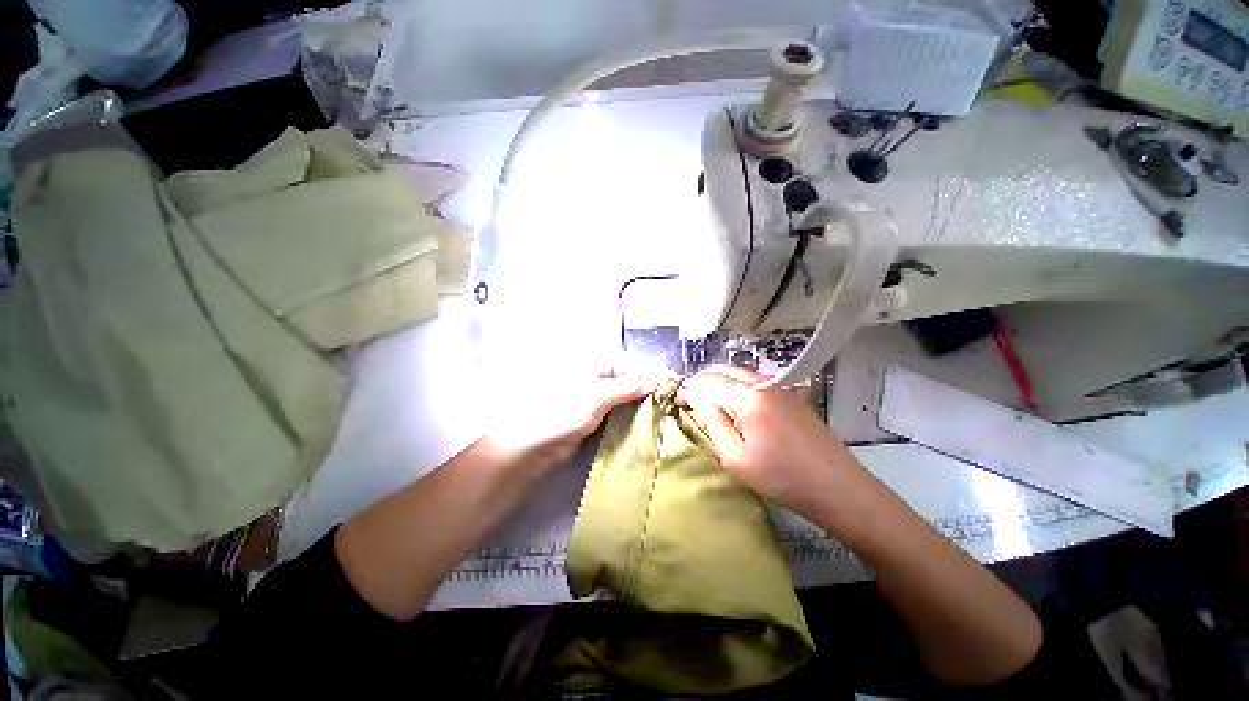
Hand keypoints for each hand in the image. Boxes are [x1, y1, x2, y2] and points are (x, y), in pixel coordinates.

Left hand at [484, 365, 656, 471]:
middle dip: (652, 388)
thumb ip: (626, 387)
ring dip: (646, 402)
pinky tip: (650, 420)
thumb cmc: (561, 414)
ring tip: (667, 411)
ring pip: (629, 396)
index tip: (672, 388)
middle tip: (676, 402)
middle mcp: (597, 377)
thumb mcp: (595, 397)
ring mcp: (598, 397)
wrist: (534, 449)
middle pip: (631, 378)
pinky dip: (635, 414)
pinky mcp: (598, 416)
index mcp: (593, 364)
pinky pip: (622, 411)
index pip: (630, 363)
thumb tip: (654, 379)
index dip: (651, 373)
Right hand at [677, 366, 864, 518]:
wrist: (838, 487)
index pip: (707, 382)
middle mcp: (763, 383)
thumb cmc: (781, 478)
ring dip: (720, 380)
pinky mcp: (791, 393)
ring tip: (708, 400)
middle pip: (723, 370)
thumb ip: (711, 421)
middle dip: (703, 380)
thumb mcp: (735, 456)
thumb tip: (694, 397)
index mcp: (747, 398)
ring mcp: (780, 385)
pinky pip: (756, 379)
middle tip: (690, 399)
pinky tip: (735, 401)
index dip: (688, 389)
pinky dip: (738, 384)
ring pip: (740, 372)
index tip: (675, 400)